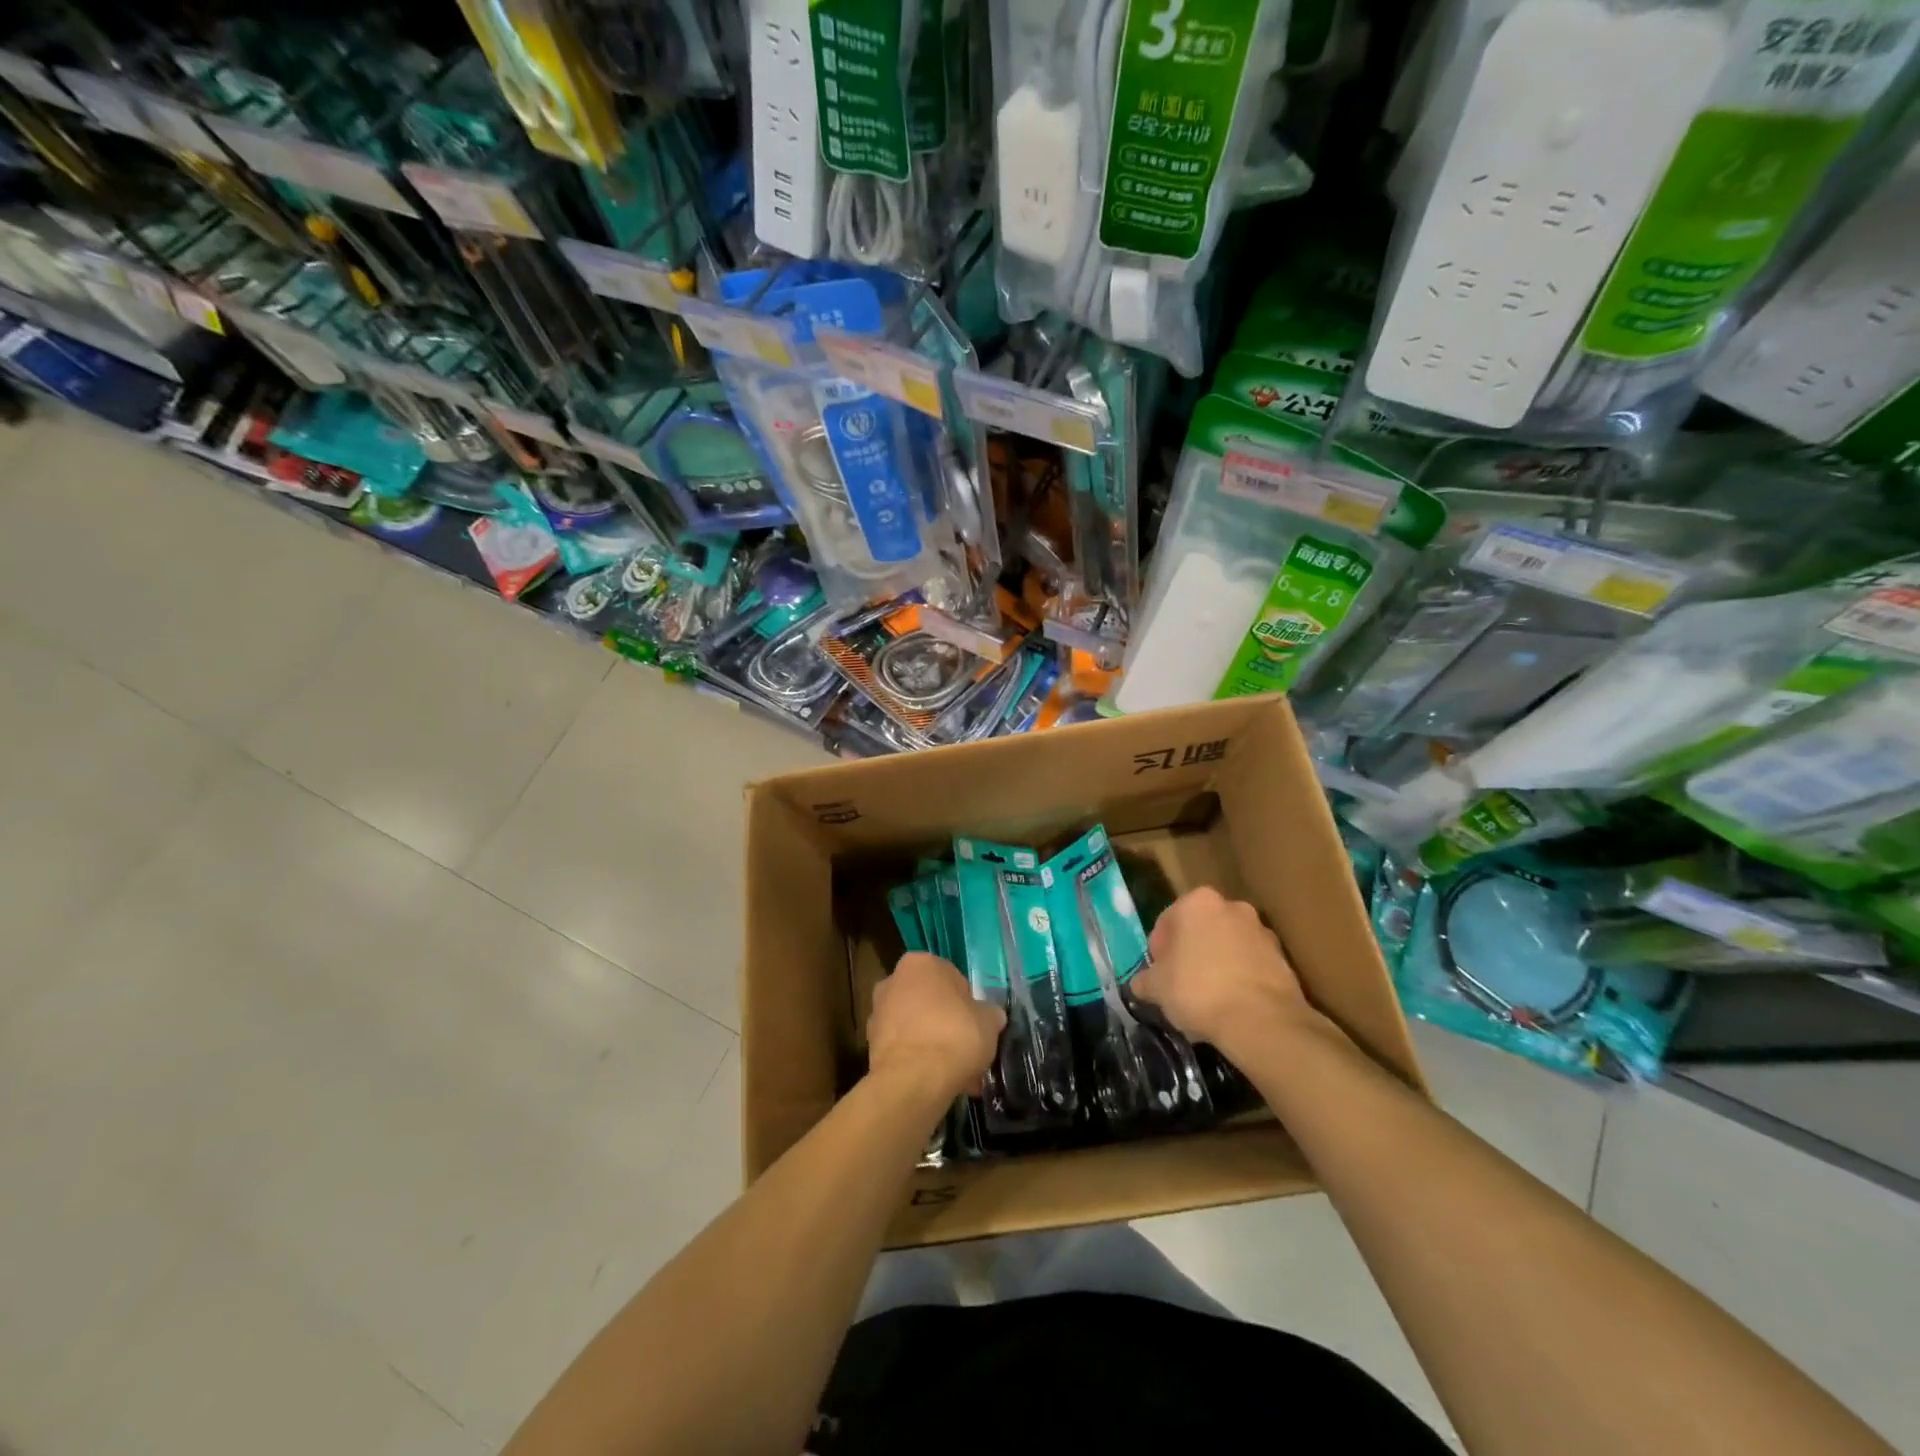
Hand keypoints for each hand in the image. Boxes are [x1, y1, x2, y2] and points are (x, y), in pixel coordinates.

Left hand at [868, 953, 1005, 1102]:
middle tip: (967, 1049)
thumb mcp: (989, 1020)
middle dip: (946, 1023)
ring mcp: (878, 1013)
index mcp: (921, 963)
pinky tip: (937, 1083)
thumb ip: (988, 1013)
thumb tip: (989, 1017)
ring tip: (956, 1075)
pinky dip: (918, 1062)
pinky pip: (904, 1050)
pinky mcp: (870, 1046)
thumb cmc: (955, 1035)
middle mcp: (893, 980)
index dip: (967, 1003)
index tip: (976, 1025)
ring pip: (916, 1027)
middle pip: (929, 1002)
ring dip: (933, 1045)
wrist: (914, 1080)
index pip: (952, 978)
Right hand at [1131, 887, 1312, 1054]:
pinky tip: (1232, 1006)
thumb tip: (1142, 984)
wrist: (1262, 1022)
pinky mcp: (1283, 958)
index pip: (1166, 922)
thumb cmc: (1199, 991)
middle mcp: (1232, 906)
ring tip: (1209, 1000)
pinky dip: (1240, 978)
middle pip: (1200, 930)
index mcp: (1197, 902)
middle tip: (1181, 985)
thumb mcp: (1157, 988)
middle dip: (1190, 953)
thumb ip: (1145, 980)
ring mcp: (1262, 931)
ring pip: (1227, 946)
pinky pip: (1251, 965)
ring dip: (1217, 964)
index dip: (1158, 951)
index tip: (1159, 976)